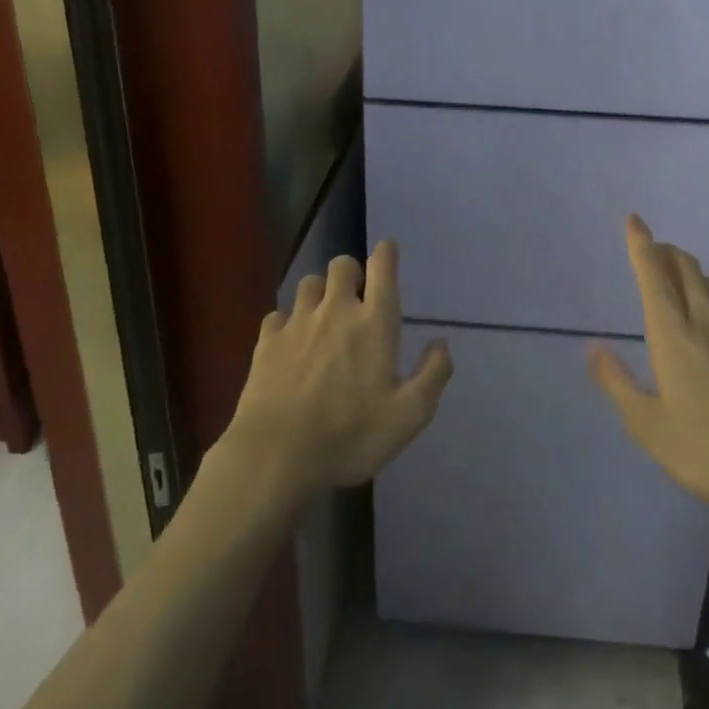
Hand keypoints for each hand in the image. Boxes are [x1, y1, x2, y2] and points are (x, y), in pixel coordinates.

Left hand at [224, 241, 452, 501]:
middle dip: (352, 273)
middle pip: (342, 264)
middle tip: (357, 299)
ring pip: (309, 282)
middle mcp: (336, 310)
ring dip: (320, 293)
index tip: (389, 253)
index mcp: (374, 321)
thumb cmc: (350, 435)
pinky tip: (290, 344)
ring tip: (323, 318)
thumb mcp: (409, 416)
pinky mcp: (267, 341)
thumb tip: (442, 342)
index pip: (382, 265)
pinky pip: (278, 315)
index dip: (387, 253)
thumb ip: (433, 374)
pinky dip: (287, 322)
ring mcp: (298, 322)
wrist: (275, 456)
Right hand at [590, 216, 708, 532]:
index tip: (634, 219)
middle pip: (688, 267)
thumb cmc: (707, 453)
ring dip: (695, 273)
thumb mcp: (648, 427)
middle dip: (667, 252)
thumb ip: (617, 383)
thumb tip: (593, 348)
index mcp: (674, 335)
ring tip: (684, 284)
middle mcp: (708, 322)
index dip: (641, 243)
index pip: (653, 275)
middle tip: (653, 254)